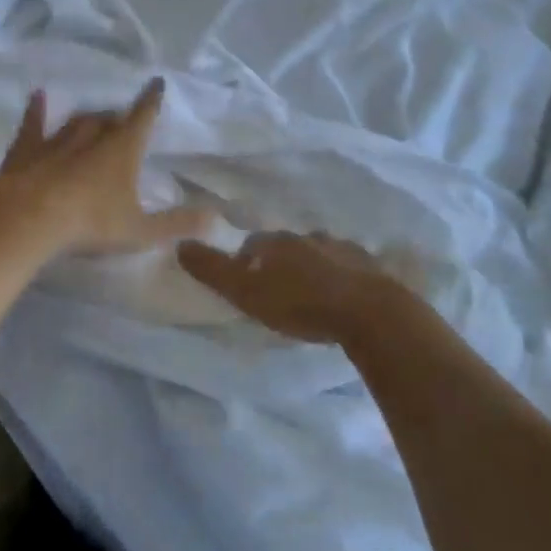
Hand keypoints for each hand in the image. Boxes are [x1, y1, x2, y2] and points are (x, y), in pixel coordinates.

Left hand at [0, 79, 210, 257]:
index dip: (151, 100)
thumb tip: (215, 218)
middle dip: (117, 118)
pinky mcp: (26, 150)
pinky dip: (36, 111)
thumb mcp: (140, 230)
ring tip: (93, 118)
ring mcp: (56, 141)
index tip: (156, 82)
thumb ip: (177, 224)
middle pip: (107, 120)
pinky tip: (37, 96)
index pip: (142, 118)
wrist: (30, 218)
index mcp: (122, 151)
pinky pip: (34, 125)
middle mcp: (91, 137)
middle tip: (121, 120)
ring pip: (76, 122)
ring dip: (87, 119)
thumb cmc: (91, 223)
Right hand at [177, 230, 400, 342]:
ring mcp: (342, 248)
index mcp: (277, 242)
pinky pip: (347, 266)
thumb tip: (180, 245)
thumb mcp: (246, 292)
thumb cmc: (301, 304)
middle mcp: (308, 237)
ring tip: (309, 292)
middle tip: (276, 289)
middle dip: (278, 263)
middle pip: (285, 246)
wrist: (370, 313)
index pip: (252, 246)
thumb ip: (213, 271)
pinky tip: (341, 295)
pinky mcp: (370, 266)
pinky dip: (339, 276)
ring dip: (310, 267)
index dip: (245, 262)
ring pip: (317, 253)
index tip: (245, 283)